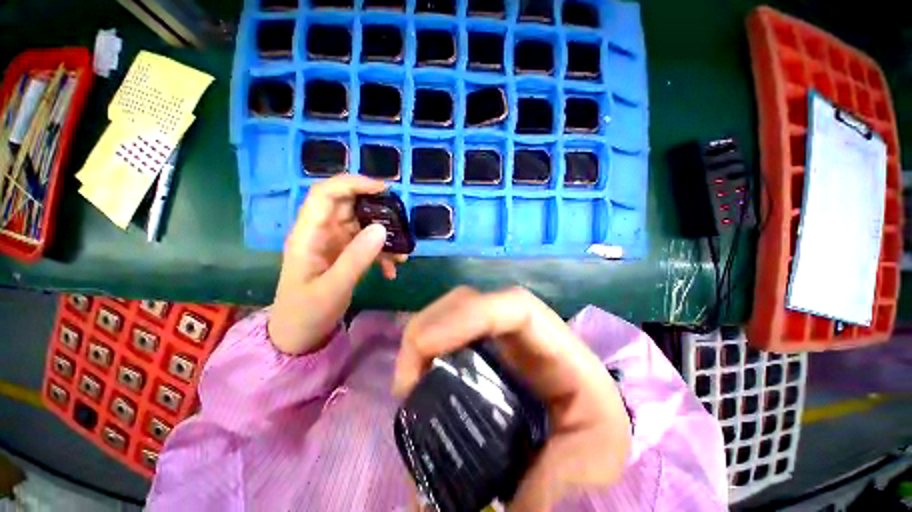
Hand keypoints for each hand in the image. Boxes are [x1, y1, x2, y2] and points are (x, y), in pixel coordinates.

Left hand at [269, 175, 405, 354]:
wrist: (299, 336)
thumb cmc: (307, 312)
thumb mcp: (333, 288)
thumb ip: (356, 258)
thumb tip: (382, 228)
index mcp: (308, 234)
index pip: (325, 194)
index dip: (353, 184)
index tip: (384, 189)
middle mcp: (321, 232)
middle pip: (349, 205)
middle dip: (377, 210)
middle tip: (401, 221)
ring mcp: (334, 243)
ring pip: (362, 225)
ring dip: (384, 236)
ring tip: (401, 254)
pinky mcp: (344, 254)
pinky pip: (367, 244)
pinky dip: (382, 253)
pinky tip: (391, 270)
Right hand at [394, 287, 631, 510]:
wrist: (586, 423)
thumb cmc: (595, 431)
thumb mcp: (594, 456)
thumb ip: (560, 476)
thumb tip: (497, 508)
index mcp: (555, 344)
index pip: (513, 306)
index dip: (469, 314)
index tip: (427, 346)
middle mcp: (520, 330)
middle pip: (470, 301)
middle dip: (431, 326)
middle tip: (407, 380)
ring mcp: (496, 334)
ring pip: (452, 313)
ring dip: (423, 338)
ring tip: (407, 386)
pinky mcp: (480, 346)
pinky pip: (448, 333)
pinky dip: (426, 349)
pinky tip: (418, 381)